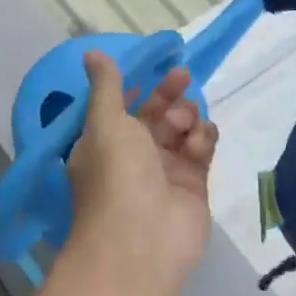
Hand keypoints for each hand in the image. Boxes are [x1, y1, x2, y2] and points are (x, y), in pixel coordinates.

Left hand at [65, 52, 217, 289]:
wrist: (142, 242)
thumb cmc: (116, 175)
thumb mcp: (105, 122)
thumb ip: (106, 86)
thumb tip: (91, 52)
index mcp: (104, 141)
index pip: (123, 105)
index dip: (140, 85)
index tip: (158, 66)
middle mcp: (133, 156)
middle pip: (156, 114)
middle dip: (168, 95)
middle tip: (182, 78)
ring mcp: (165, 171)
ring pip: (182, 129)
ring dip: (186, 117)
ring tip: (184, 125)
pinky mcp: (194, 185)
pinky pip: (202, 150)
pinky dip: (203, 139)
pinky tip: (200, 141)